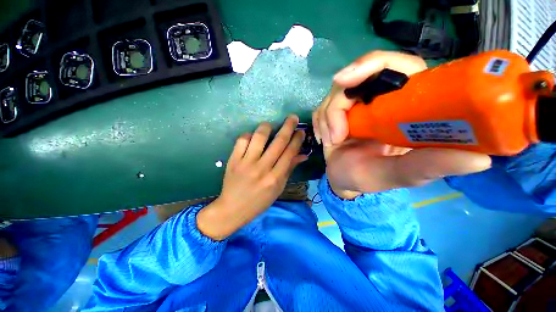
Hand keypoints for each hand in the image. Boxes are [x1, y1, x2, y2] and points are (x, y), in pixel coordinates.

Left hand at [197, 116, 306, 239]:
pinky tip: (253, 137)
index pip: (289, 153)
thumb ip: (289, 169)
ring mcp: (246, 163)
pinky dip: (249, 135)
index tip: (301, 131)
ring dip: (267, 127)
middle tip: (293, 117)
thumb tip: (302, 155)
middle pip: (278, 142)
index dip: (297, 139)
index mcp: (275, 178)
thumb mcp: (278, 188)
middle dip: (288, 126)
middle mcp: (262, 168)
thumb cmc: (259, 201)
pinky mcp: (233, 160)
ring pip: (259, 137)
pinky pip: (242, 140)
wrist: (232, 209)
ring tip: (271, 126)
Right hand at [313, 51, 490, 197]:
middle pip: (360, 75)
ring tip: (332, 141)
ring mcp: (356, 105)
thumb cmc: (369, 177)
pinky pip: (323, 106)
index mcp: (406, 106)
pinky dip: (321, 122)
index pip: (399, 66)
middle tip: (333, 121)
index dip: (374, 65)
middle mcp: (381, 100)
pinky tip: (325, 139)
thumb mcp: (399, 175)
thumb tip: (482, 159)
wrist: (344, 179)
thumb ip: (429, 166)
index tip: (348, 80)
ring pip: (336, 92)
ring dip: (328, 117)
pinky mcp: (337, 112)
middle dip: (341, 96)